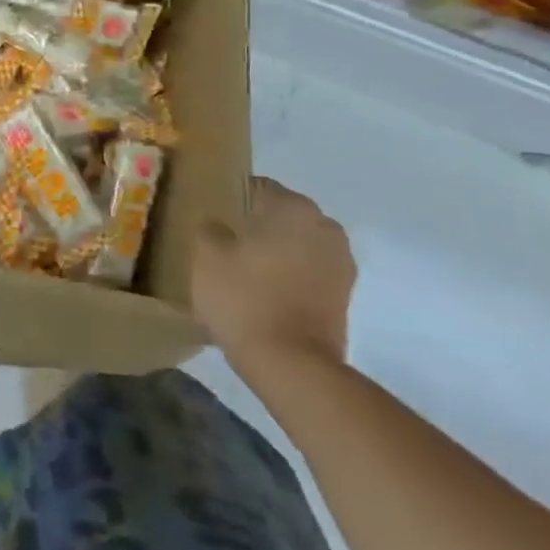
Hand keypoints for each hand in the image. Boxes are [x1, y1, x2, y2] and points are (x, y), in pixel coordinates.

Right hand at [192, 177, 355, 382]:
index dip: (231, 200)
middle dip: (256, 226)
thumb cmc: (244, 297)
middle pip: (280, 215)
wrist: (290, 363)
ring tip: (243, 271)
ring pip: (296, 244)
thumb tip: (219, 225)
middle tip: (224, 245)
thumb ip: (210, 227)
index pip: (257, 187)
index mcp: (293, 207)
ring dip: (275, 252)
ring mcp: (340, 262)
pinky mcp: (344, 294)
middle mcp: (324, 226)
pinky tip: (263, 292)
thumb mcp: (205, 254)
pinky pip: (308, 271)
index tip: (212, 218)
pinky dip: (289, 276)